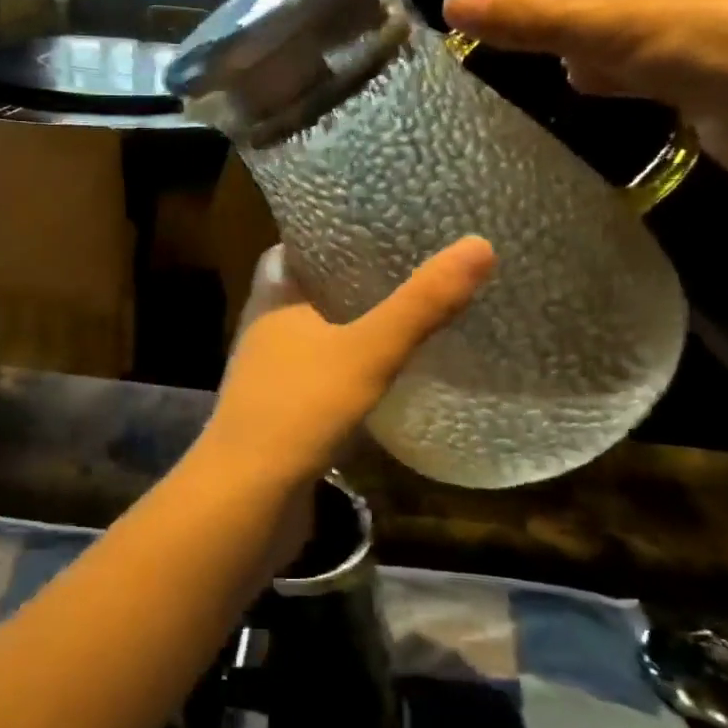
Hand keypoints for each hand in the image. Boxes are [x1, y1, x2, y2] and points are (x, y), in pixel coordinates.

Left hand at [206, 237, 495, 491]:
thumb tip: (480, 244)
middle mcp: (265, 332)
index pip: (293, 251)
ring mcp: (271, 377)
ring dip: (351, 328)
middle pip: (309, 293)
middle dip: (349, 282)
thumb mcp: (368, 351)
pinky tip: (384, 375)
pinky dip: (349, 370)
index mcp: (273, 302)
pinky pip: (320, 378)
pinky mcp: (282, 415)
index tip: (374, 226)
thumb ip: (420, 304)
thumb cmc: (299, 410)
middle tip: (404, 267)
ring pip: (316, 338)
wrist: (247, 500)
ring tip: (404, 314)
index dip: (327, 237)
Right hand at [442, 0, 727, 188]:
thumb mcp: (610, 29)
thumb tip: (448, 2)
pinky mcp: (682, 55)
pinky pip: (619, 58)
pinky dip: (611, 75)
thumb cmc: (713, 48)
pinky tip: (628, 92)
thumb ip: (527, 20)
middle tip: (583, 56)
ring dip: (586, 57)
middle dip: (562, 30)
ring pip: (591, 29)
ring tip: (613, 76)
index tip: (528, 38)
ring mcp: (675, 10)